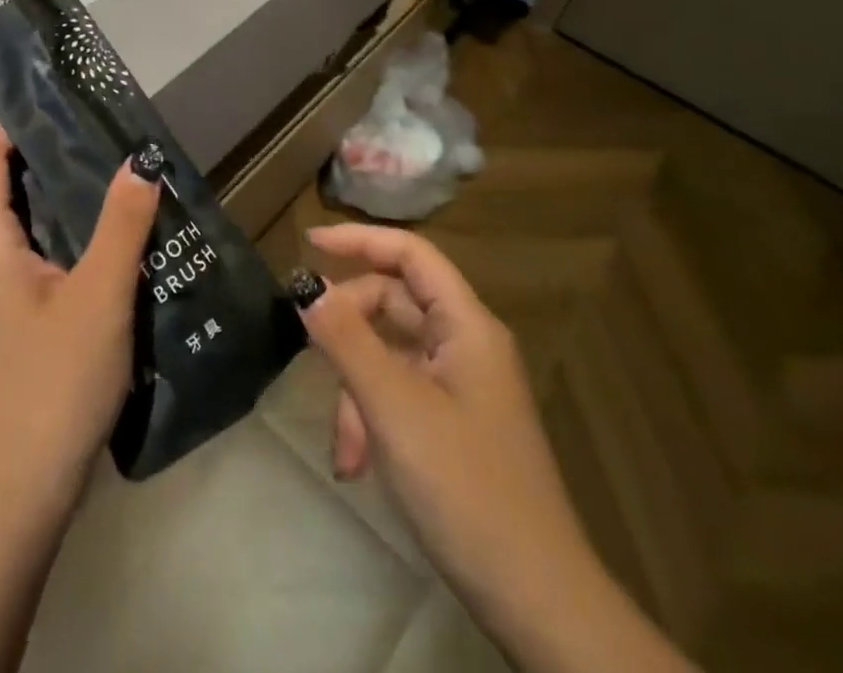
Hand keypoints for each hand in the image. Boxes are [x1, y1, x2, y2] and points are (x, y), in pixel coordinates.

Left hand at [0, 119, 160, 524]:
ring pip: (30, 218)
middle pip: (7, 181)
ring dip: (67, 191)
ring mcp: (3, 289)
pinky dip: (74, 229)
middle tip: (105, 125)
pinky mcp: (23, 315)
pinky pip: (45, 251)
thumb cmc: (52, 382)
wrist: (20, 491)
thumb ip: (121, 225)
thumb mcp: (99, 297)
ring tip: (119, 166)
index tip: (60, 96)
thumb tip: (141, 161)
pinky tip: (118, 232)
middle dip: (50, 149)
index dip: (12, 119)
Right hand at [295, 223, 596, 621]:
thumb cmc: (464, 487)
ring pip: (391, 354)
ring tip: (342, 448)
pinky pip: (401, 393)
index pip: (411, 253)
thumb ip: (346, 338)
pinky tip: (357, 463)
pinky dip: (372, 417)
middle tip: (309, 352)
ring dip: (356, 388)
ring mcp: (462, 386)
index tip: (308, 243)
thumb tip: (306, 285)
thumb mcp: (393, 406)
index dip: (359, 239)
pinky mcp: (455, 423)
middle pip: (394, 303)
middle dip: (349, 332)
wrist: (536, 602)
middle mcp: (467, 344)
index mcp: (467, 326)